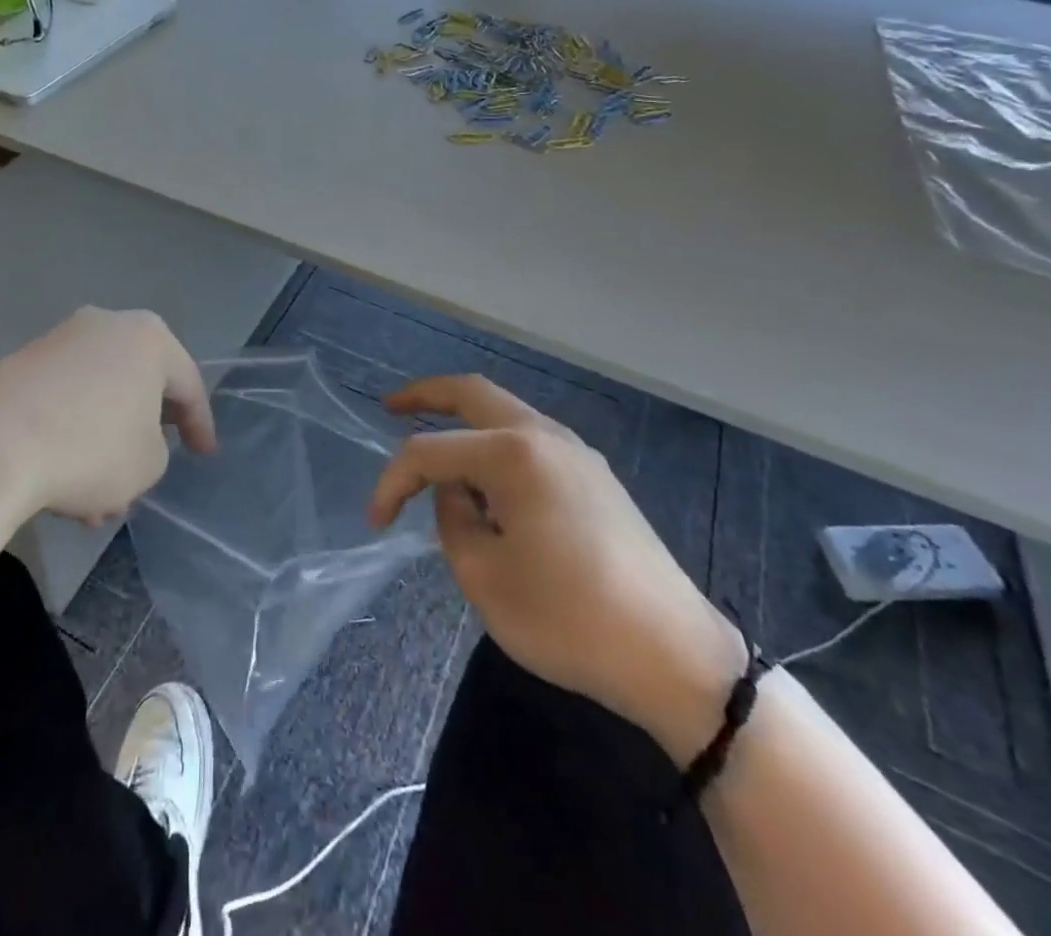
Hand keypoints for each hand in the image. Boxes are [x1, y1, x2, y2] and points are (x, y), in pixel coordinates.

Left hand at [0, 308, 215, 524]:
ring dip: (102, 447)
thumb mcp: (148, 463)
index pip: (187, 384)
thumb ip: (156, 449)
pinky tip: (59, 487)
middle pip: (137, 387)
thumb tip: (130, 440)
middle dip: (141, 437)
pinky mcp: (16, 365)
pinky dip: (69, 438)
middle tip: (146, 475)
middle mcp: (104, 326)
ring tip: (95, 505)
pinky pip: (60, 403)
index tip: (204, 455)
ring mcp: (56, 342)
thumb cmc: (89, 448)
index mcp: (148, 338)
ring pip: (96, 401)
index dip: (199, 424)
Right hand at [370, 375, 743, 757]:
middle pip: (473, 393)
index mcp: (514, 454)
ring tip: (435, 449)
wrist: (674, 656)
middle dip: (426, 396)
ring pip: (505, 413)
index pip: (431, 451)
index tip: (376, 521)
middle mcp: (545, 436)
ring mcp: (576, 453)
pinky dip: (494, 444)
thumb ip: (453, 521)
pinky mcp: (595, 477)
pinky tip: (485, 481)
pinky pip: (530, 441)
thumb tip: (456, 495)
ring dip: (463, 420)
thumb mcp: (484, 577)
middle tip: (390, 408)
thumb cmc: (569, 618)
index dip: (393, 481)